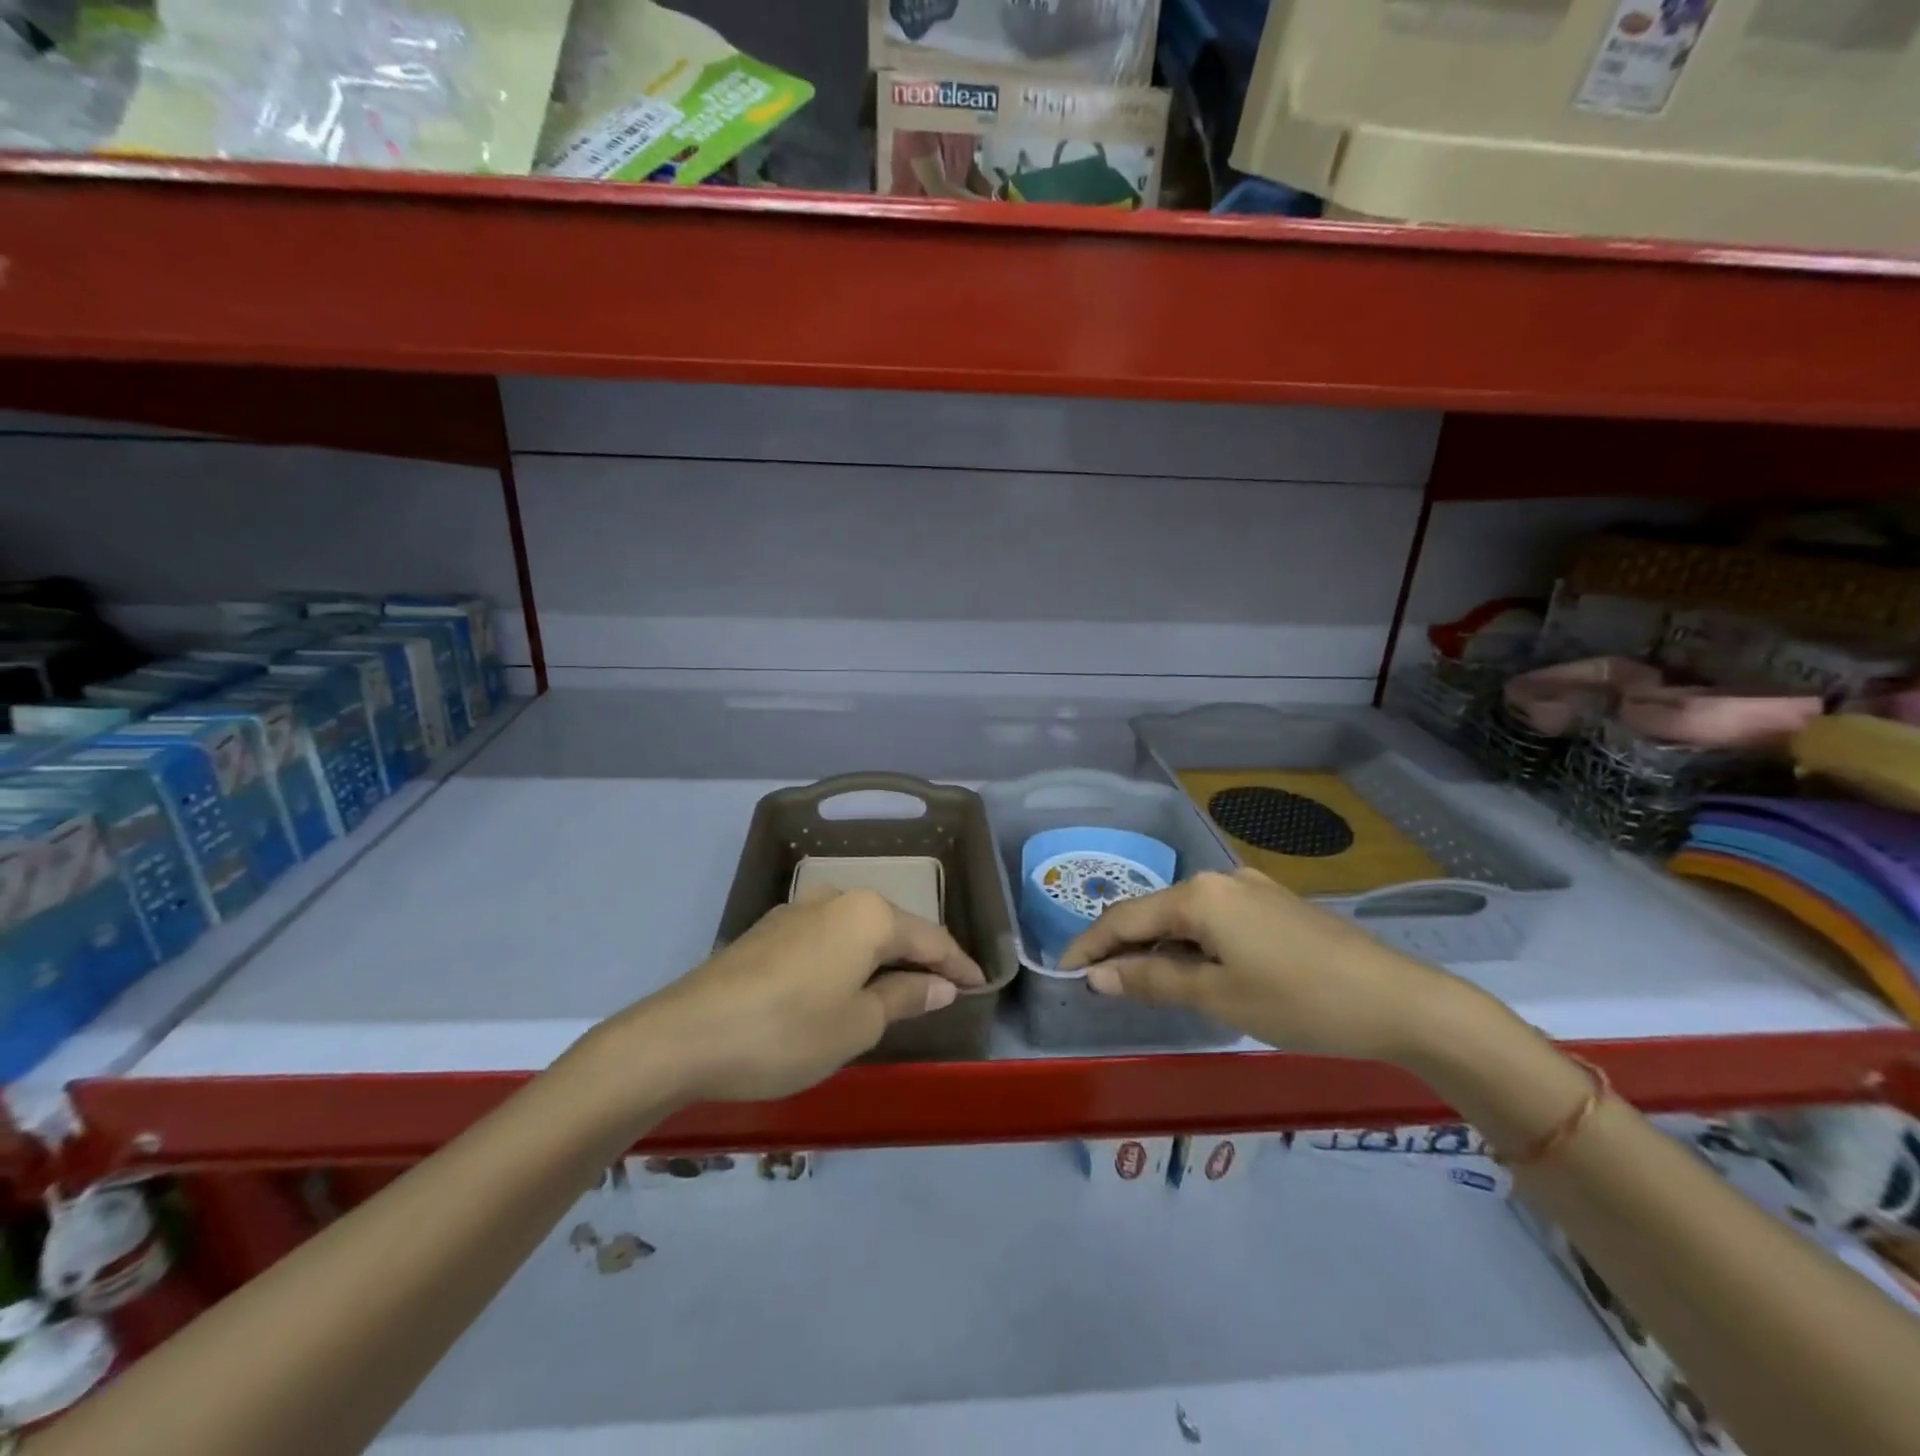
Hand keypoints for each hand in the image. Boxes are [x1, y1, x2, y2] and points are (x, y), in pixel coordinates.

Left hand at [620, 889, 984, 1102]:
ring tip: (899, 988)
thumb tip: (941, 985)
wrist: (685, 1035)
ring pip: (858, 931)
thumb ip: (904, 998)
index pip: (930, 938)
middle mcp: (836, 900)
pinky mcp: (769, 930)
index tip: (981, 985)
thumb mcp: (857, 1025)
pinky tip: (844, 984)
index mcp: (867, 916)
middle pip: (894, 928)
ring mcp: (798, 911)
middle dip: (921, 957)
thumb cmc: (787, 1032)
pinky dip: (848, 960)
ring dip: (882, 958)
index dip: (958, 964)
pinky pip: (827, 939)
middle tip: (945, 989)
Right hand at [1059, 869, 1454, 1063]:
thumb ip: (1152, 981)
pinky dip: (1192, 945)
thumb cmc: (1300, 1001)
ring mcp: (1252, 889)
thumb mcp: (1218, 996)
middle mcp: (1220, 879)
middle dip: (1122, 946)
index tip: (1062, 970)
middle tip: (1098, 982)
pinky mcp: (1275, 906)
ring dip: (1158, 948)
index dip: (1089, 945)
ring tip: (1141, 982)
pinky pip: (1215, 921)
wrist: (1400, 1001)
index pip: (1125, 918)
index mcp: (1199, 895)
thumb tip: (1098, 976)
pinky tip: (1194, 971)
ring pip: (1185, 917)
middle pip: (1154, 912)